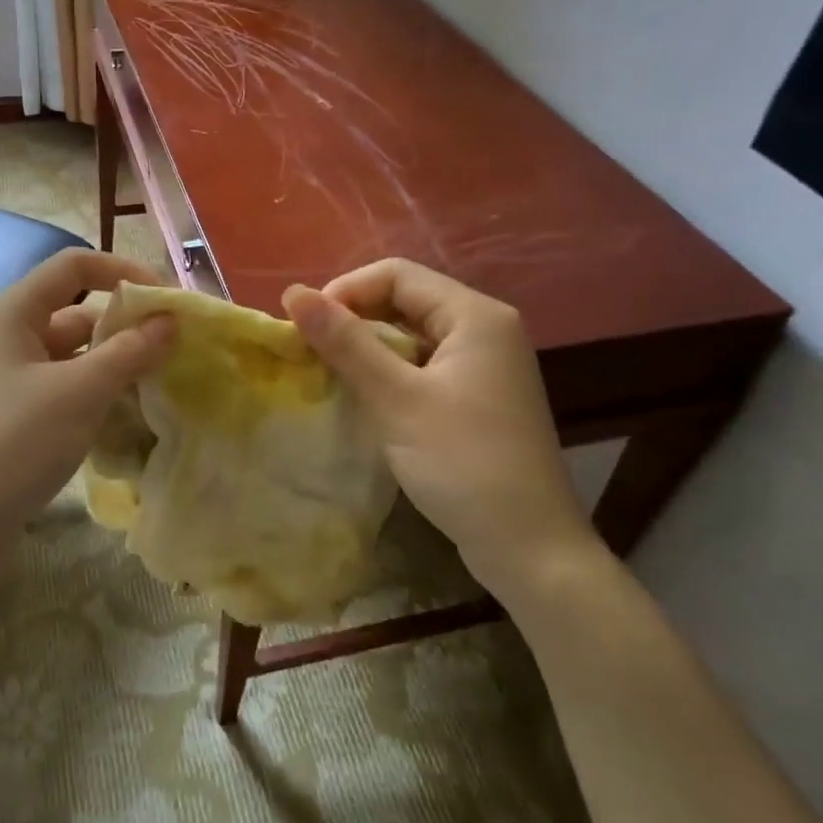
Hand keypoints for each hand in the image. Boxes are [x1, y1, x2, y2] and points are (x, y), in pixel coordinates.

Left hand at [0, 248, 175, 558]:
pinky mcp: (10, 421)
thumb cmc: (11, 446)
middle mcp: (6, 339)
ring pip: (72, 359)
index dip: (123, 271)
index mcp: (12, 314)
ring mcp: (5, 383)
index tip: (167, 301)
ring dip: (114, 367)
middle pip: (76, 313)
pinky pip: (62, 393)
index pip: (74, 266)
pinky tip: (125, 421)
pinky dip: (94, 399)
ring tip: (160, 387)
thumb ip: (129, 352)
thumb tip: (170, 320)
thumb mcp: (78, 394)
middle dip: (125, 327)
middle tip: (175, 352)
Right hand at [283, 259, 605, 606]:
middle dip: (354, 319)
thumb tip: (293, 293)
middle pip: (406, 300)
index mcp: (475, 315)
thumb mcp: (396, 398)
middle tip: (312, 352)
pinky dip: (390, 372)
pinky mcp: (478, 398)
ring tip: (330, 373)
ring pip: (413, 335)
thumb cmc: (463, 463)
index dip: (345, 291)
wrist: (529, 547)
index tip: (306, 328)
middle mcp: (486, 329)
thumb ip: (345, 342)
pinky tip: (366, 397)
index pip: (397, 275)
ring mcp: (485, 366)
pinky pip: (424, 365)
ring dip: (368, 348)